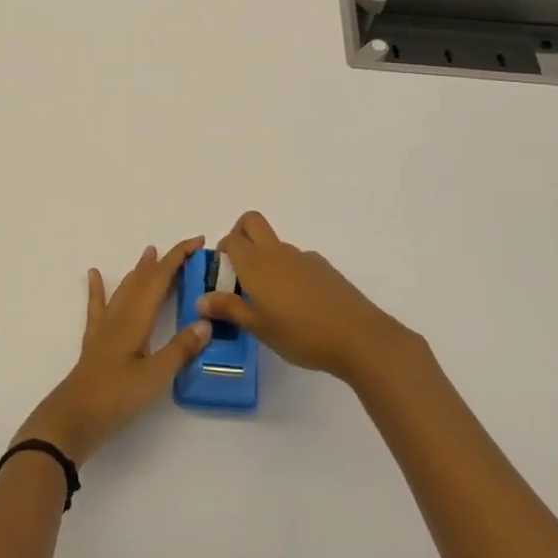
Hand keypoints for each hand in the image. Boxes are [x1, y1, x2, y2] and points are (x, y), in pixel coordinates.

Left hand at [19, 238, 212, 460]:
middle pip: (144, 280)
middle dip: (164, 262)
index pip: (160, 279)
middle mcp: (120, 315)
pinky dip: (98, 288)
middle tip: (184, 250)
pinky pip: (97, 306)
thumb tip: (206, 321)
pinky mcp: (95, 341)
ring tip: (149, 254)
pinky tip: (93, 274)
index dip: (178, 258)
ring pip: (125, 289)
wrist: (73, 418)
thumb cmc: (116, 397)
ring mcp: (105, 327)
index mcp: (136, 319)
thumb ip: (180, 349)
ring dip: (139, 271)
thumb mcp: (155, 376)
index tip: (197, 242)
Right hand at [199, 211, 414, 384]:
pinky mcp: (323, 267)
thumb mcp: (258, 327)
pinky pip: (297, 260)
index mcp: (256, 264)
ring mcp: (303, 257)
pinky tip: (298, 305)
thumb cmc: (300, 334)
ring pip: (275, 244)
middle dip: (240, 234)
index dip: (222, 252)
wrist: (358, 336)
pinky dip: (289, 272)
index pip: (230, 240)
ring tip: (270, 300)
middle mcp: (276, 252)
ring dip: (265, 258)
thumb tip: (200, 300)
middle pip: (251, 221)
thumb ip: (229, 309)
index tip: (223, 277)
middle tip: (239, 269)